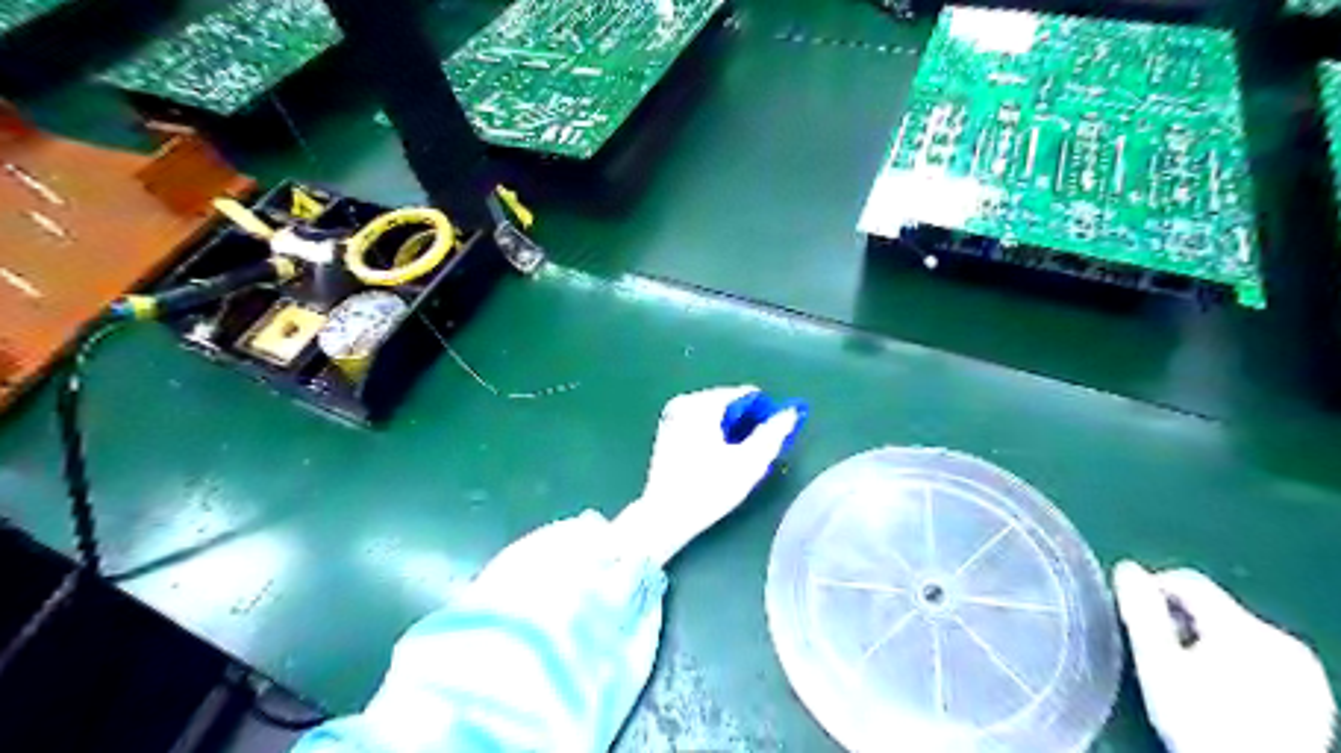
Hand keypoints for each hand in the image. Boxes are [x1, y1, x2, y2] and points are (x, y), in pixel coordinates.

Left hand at [611, 386, 799, 566]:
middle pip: (730, 402)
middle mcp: (685, 402)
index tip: (772, 439)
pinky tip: (717, 460)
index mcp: (702, 403)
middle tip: (755, 453)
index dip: (765, 414)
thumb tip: (791, 411)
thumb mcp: (749, 462)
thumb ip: (773, 433)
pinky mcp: (667, 431)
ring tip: (737, 459)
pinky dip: (714, 434)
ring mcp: (672, 415)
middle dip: (747, 423)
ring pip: (716, 414)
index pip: (746, 394)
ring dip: (731, 430)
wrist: (665, 516)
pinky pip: (700, 423)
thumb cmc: (709, 489)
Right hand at [1118, 561, 1335, 748]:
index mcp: (1243, 628)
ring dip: (1208, 645)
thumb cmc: (1200, 724)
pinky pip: (1263, 659)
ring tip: (1191, 679)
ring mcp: (1303, 669)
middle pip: (1213, 610)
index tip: (1135, 617)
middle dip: (1182, 625)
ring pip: (1237, 634)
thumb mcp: (1158, 666)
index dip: (1153, 590)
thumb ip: (1141, 612)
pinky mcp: (1313, 694)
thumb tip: (1127, 570)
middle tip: (1163, 657)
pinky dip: (1237, 666)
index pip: (1187, 581)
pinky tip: (1225, 695)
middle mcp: (1281, 641)